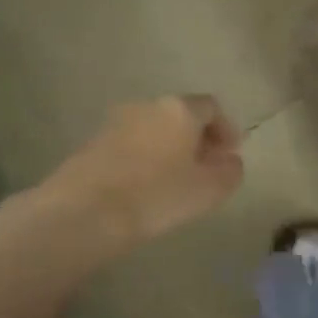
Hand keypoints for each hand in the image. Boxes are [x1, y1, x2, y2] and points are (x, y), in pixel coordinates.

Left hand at [47, 95, 243, 249]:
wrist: (86, 212)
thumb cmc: (158, 196)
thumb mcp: (209, 190)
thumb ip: (229, 171)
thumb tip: (230, 161)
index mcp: (179, 109)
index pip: (211, 107)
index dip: (226, 129)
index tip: (231, 154)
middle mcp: (146, 106)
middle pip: (180, 115)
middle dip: (197, 138)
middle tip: (206, 167)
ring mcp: (114, 122)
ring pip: (153, 129)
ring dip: (169, 148)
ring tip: (176, 179)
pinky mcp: (92, 144)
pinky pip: (130, 144)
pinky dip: (145, 158)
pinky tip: (146, 186)